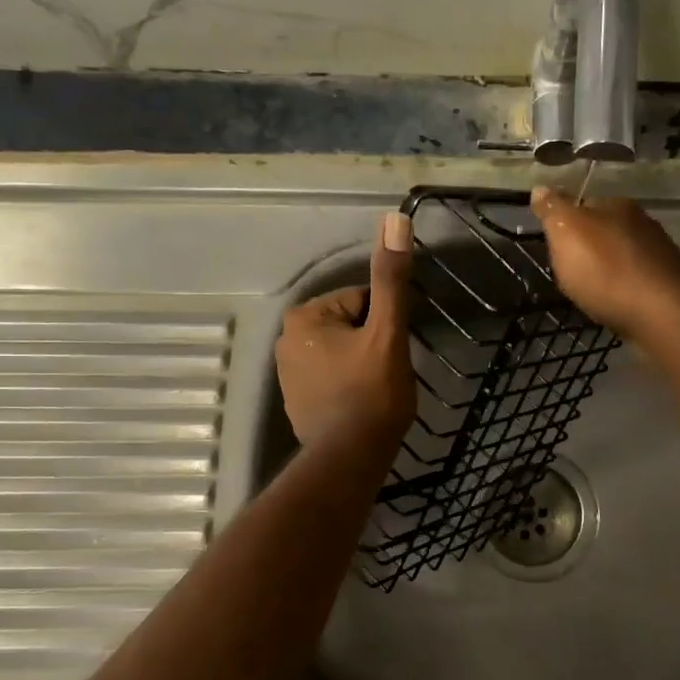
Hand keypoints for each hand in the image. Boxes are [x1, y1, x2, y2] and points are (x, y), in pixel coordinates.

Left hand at [276, 211, 415, 447]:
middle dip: (371, 345)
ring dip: (362, 366)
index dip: (384, 325)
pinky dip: (348, 387)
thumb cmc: (372, 393)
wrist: (350, 459)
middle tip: (385, 375)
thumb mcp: (387, 331)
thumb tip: (394, 219)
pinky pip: (331, 378)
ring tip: (376, 393)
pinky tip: (361, 407)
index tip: (390, 354)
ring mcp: (288, 374)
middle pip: (350, 327)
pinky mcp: (296, 401)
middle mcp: (286, 340)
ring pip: (342, 353)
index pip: (360, 302)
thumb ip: (390, 278)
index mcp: (304, 317)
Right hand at [530, 186, 679, 340]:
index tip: (555, 244)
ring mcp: (659, 253)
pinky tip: (615, 301)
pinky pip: (637, 279)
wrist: (659, 312)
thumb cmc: (604, 268)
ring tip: (592, 288)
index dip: (567, 222)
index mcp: (617, 205)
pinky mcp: (668, 283)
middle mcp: (642, 222)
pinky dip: (624, 287)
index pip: (585, 203)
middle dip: (590, 246)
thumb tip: (539, 188)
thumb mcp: (566, 233)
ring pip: (623, 254)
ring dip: (609, 267)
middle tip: (571, 269)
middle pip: (606, 229)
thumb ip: (552, 209)